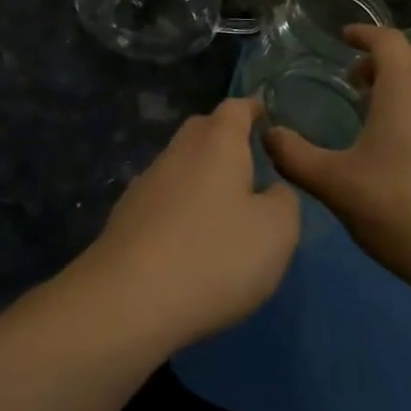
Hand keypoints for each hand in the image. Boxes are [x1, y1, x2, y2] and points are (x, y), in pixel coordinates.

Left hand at [77, 99, 299, 351]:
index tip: (267, 116)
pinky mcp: (126, 217)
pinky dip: (181, 206)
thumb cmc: (214, 256)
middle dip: (226, 138)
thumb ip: (284, 201)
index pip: (236, 108)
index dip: (254, 108)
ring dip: (202, 175)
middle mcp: (178, 152)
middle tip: (250, 161)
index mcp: (217, 143)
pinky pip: (163, 198)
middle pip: (203, 130)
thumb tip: (272, 191)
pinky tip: (190, 237)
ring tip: (225, 205)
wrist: (126, 302)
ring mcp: (146, 183)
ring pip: (180, 164)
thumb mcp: (277, 232)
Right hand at [264, 26, 410, 297]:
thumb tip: (268, 134)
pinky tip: (403, 144)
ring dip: (403, 82)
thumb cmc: (398, 207)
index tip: (343, 38)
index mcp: (405, 87)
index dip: (363, 33)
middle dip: (382, 57)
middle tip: (353, 80)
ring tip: (374, 110)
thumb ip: (294, 155)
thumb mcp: (333, 183)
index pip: (387, 39)